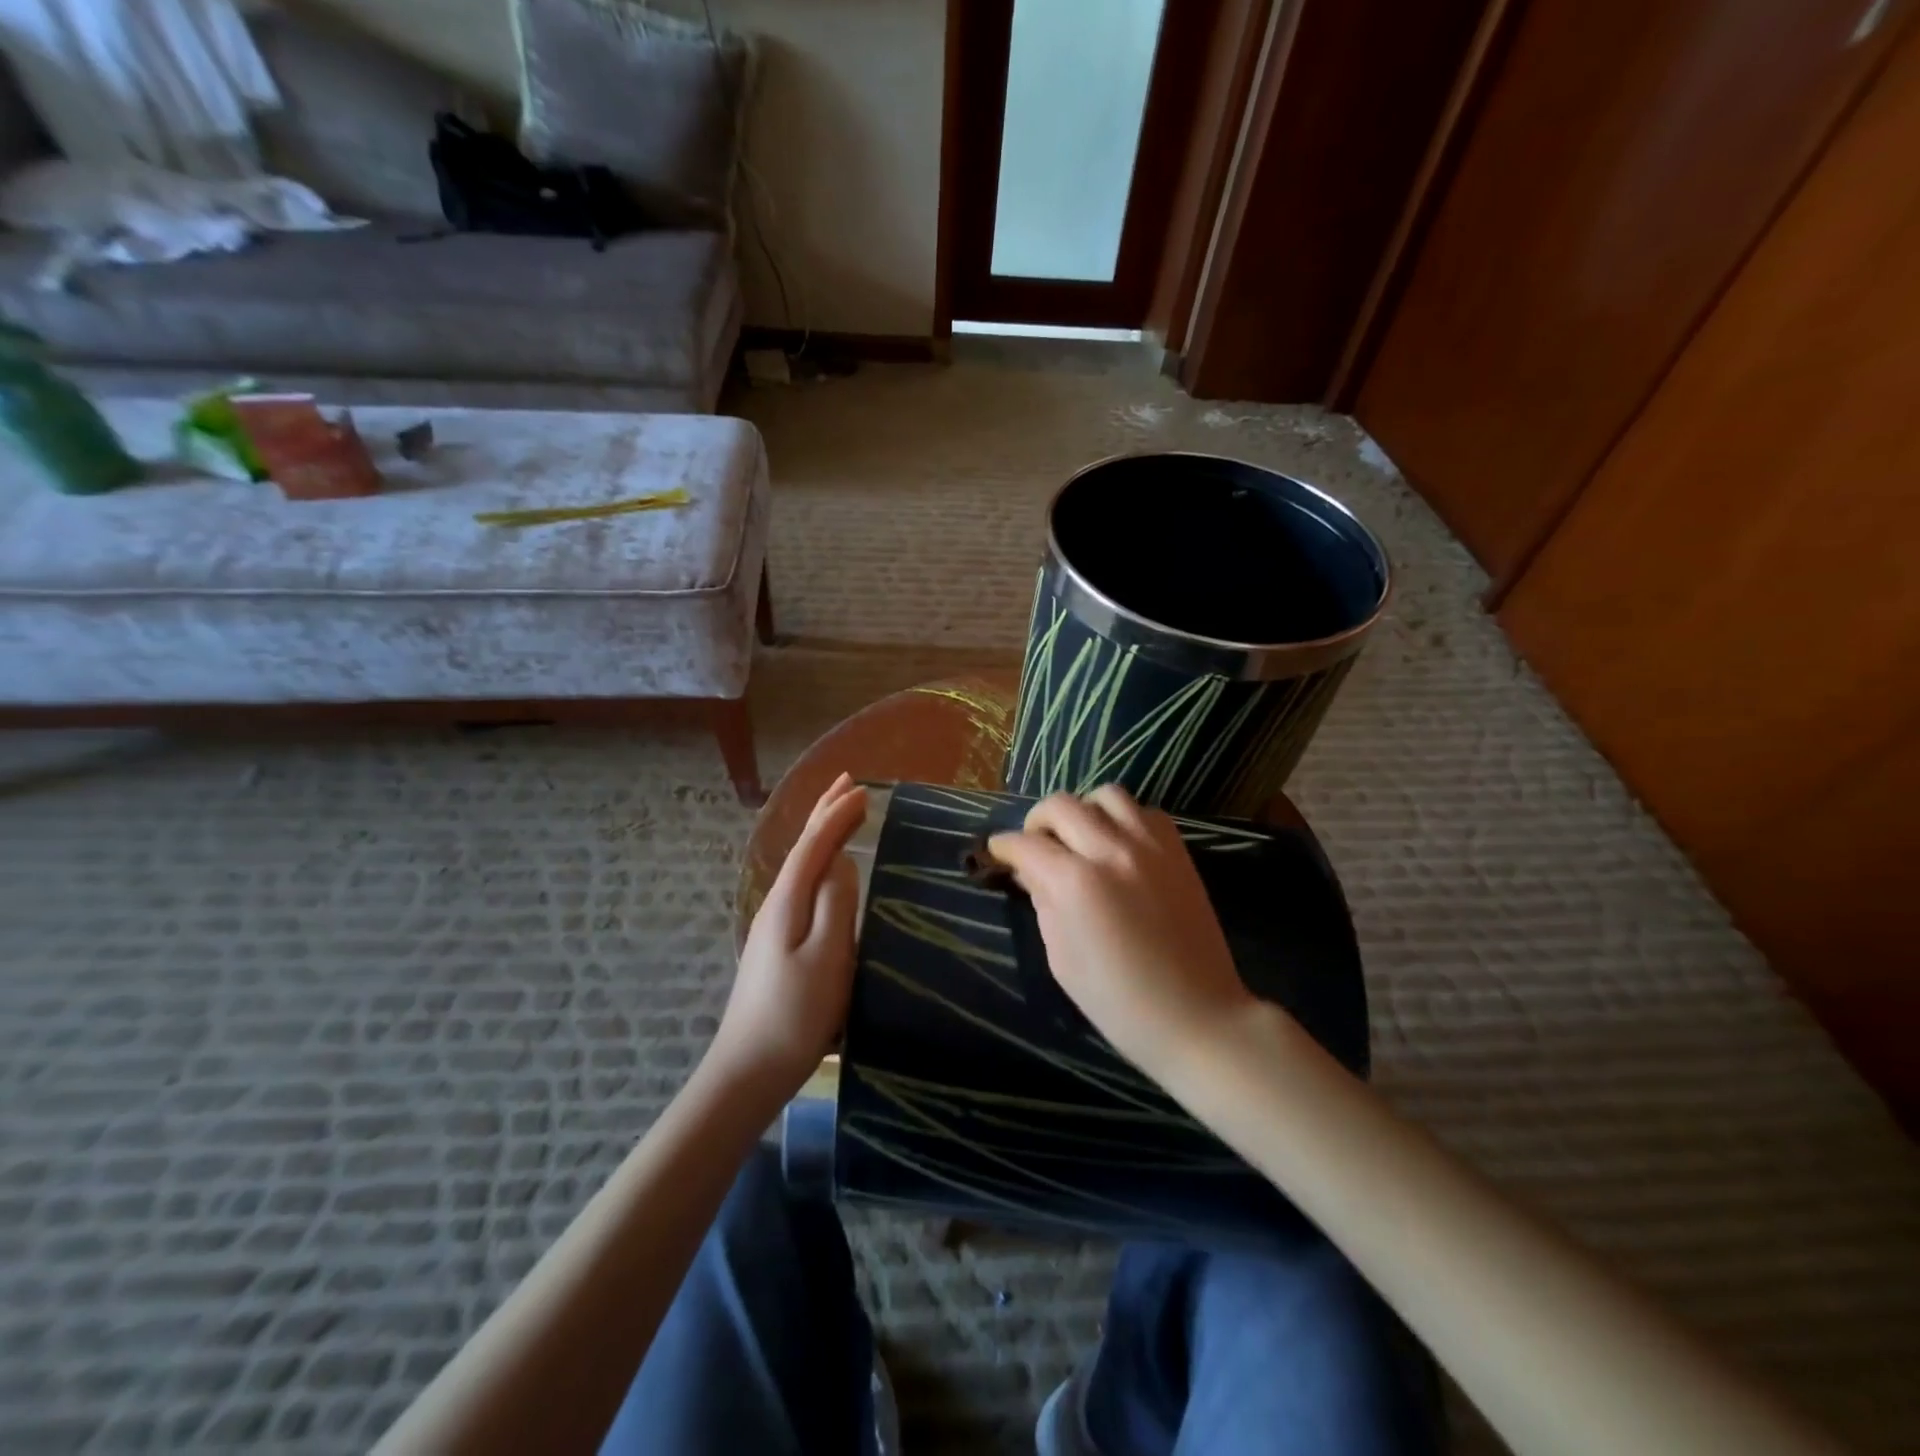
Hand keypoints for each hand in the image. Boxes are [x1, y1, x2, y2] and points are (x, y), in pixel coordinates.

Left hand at [711, 773, 867, 1096]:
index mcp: (788, 900)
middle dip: (824, 813)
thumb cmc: (796, 1013)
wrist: (749, 1069)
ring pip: (801, 865)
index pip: (814, 844)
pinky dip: (818, 862)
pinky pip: (802, 885)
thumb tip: (841, 860)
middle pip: (802, 847)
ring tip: (840, 814)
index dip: (838, 814)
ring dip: (821, 834)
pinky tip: (826, 871)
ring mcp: (774, 925)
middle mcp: (777, 903)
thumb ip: (835, 902)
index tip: (864, 789)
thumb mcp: (827, 955)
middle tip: (847, 782)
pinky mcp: (779, 944)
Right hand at [988, 786, 1259, 1078]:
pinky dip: (1124, 818)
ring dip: (1083, 810)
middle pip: (1061, 805)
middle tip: (1035, 845)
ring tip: (1080, 837)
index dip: (1003, 846)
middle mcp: (1111, 851)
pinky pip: (1145, 810)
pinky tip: (1118, 844)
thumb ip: (1042, 903)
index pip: (1025, 844)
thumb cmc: (1118, 1001)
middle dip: (1036, 821)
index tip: (997, 852)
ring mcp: (1150, 846)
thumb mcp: (1061, 958)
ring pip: (1106, 794)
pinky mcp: (1178, 851)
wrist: (1196, 1016)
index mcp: (1075, 883)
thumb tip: (1030, 871)